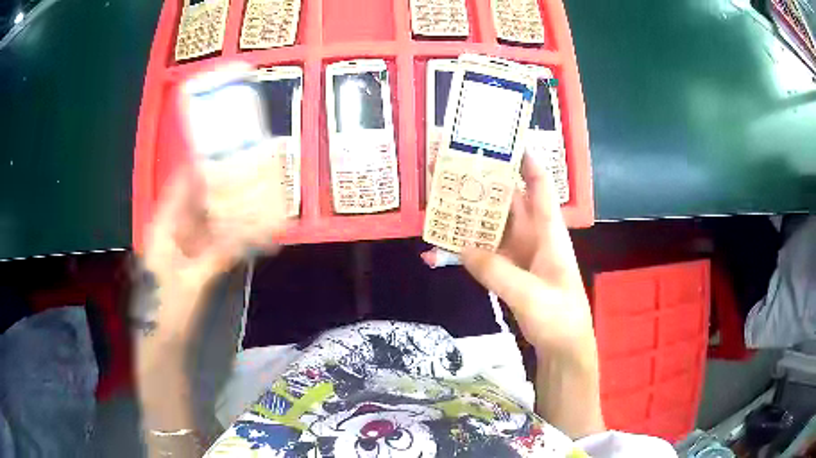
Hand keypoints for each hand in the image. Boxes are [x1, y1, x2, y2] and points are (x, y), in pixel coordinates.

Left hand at [143, 163, 286, 330]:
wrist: (164, 343)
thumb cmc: (167, 310)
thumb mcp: (192, 282)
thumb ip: (219, 254)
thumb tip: (251, 232)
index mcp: (165, 227)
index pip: (182, 185)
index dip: (203, 167)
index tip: (231, 156)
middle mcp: (176, 229)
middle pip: (202, 200)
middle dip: (227, 190)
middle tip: (258, 179)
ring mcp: (189, 246)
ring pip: (214, 220)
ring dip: (236, 215)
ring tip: (264, 206)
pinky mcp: (199, 261)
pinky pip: (220, 241)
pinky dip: (237, 238)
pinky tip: (257, 237)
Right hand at [463, 155, 603, 437]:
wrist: (563, 349)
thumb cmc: (560, 318)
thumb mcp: (532, 295)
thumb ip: (498, 272)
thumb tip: (462, 249)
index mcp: (548, 232)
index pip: (539, 185)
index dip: (525, 159)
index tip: (501, 140)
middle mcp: (532, 236)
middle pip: (506, 200)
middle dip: (481, 182)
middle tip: (449, 166)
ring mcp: (518, 254)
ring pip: (490, 225)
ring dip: (466, 214)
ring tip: (436, 199)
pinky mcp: (506, 272)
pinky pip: (481, 253)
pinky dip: (461, 250)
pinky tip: (436, 249)